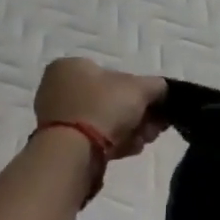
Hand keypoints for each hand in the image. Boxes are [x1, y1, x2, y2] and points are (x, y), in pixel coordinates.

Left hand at [34, 58, 167, 156]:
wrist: (73, 153)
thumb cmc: (103, 108)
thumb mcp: (140, 88)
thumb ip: (156, 85)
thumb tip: (162, 91)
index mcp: (70, 67)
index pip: (113, 73)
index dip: (139, 89)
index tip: (156, 105)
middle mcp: (58, 89)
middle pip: (110, 99)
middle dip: (137, 113)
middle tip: (154, 126)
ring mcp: (57, 118)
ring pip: (104, 120)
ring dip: (129, 129)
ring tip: (145, 139)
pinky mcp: (60, 144)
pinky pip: (93, 138)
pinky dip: (114, 142)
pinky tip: (130, 149)